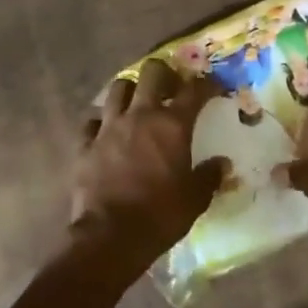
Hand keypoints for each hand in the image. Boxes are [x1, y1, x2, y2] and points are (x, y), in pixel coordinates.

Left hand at [72, 59, 224, 271]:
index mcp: (172, 125)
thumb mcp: (195, 198)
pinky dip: (101, 122)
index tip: (215, 87)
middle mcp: (139, 116)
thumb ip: (209, 176)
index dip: (208, 84)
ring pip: (118, 88)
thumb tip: (222, 164)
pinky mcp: (85, 144)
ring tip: (137, 104)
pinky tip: (107, 132)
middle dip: (165, 74)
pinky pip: (92, 121)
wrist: (111, 235)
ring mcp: (108, 127)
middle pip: (151, 72)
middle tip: (172, 88)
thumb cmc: (160, 215)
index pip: (194, 90)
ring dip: (131, 91)